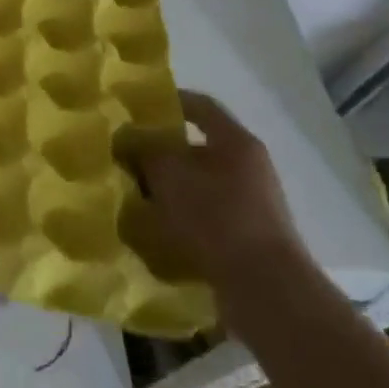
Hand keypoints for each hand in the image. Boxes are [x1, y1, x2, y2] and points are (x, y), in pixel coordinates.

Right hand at [136, 91, 307, 299]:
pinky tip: (153, 224)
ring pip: (197, 182)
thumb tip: (127, 138)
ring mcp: (250, 202)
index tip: (135, 106)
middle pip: (196, 147)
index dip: (167, 101)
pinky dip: (178, 213)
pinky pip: (204, 212)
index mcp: (236, 142)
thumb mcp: (168, 173)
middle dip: (159, 151)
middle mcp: (248, 167)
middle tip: (124, 155)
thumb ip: (144, 149)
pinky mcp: (245, 234)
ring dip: (166, 185)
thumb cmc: (216, 215)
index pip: (200, 106)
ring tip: (132, 192)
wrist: (264, 286)